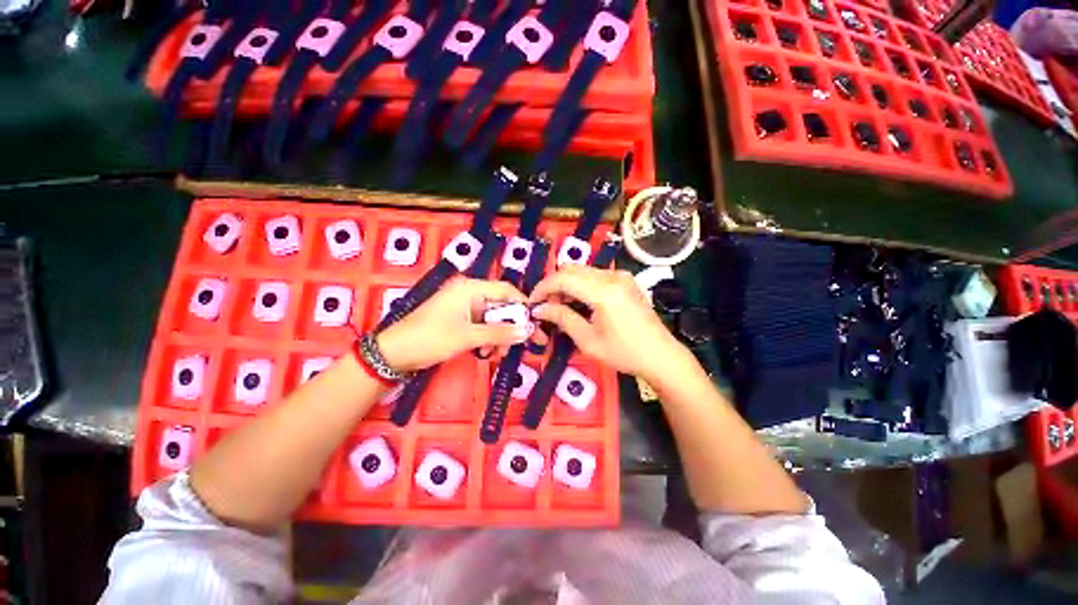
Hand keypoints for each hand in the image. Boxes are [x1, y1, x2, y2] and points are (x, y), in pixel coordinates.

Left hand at [376, 277, 528, 371]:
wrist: (393, 354)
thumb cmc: (430, 339)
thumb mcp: (468, 337)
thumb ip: (499, 333)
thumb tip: (528, 331)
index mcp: (471, 288)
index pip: (507, 291)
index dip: (523, 307)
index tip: (536, 325)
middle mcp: (469, 293)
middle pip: (501, 306)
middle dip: (512, 327)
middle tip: (526, 344)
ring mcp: (463, 306)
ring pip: (492, 318)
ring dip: (499, 336)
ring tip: (498, 355)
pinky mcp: (459, 319)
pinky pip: (481, 326)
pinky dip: (487, 338)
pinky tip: (486, 353)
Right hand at [529, 265, 694, 384]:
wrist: (661, 355)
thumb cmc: (624, 353)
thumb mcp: (588, 340)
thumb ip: (562, 319)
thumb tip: (539, 310)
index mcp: (603, 291)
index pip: (563, 278)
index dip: (543, 288)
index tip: (533, 303)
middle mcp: (612, 276)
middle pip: (572, 269)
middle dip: (554, 285)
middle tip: (546, 307)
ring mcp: (621, 276)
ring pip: (583, 271)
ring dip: (567, 285)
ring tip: (561, 307)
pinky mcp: (625, 280)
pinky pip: (595, 276)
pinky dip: (581, 285)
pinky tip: (580, 303)